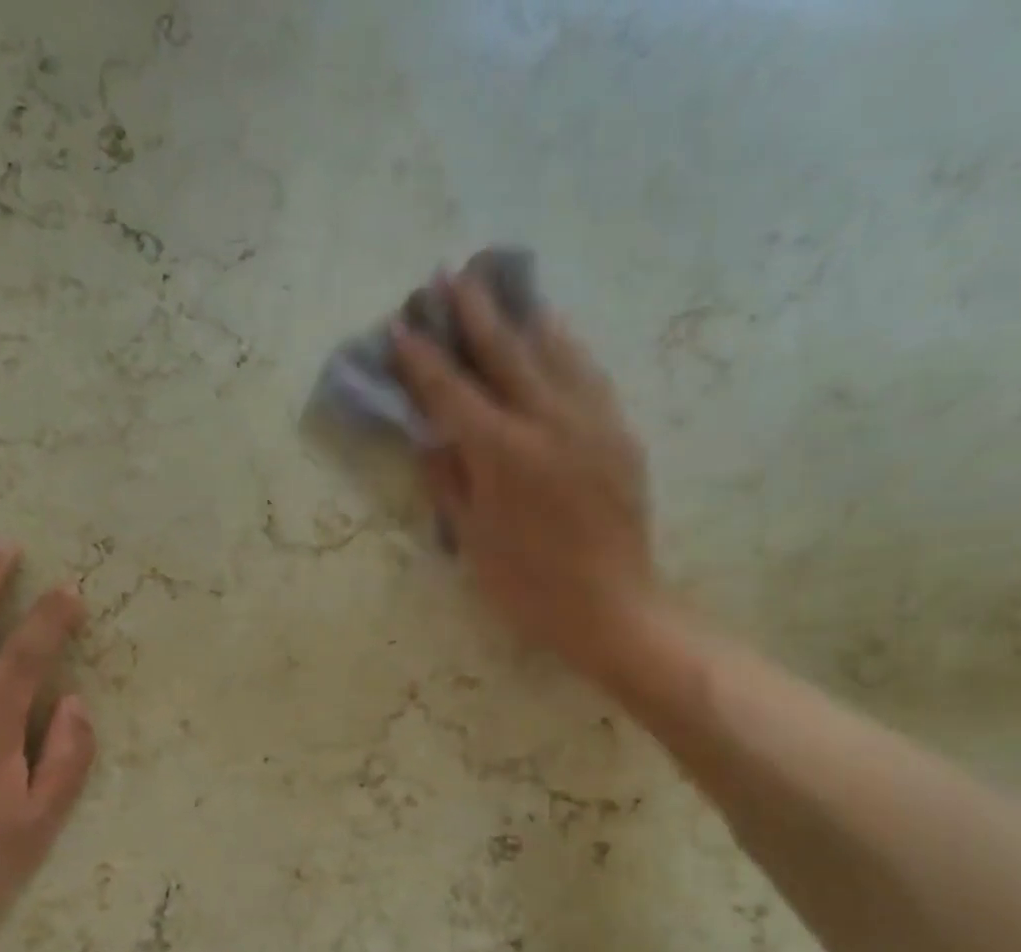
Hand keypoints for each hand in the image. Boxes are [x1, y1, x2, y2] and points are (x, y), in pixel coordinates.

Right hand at [393, 274, 656, 685]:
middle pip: (504, 352)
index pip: (452, 392)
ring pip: (554, 350)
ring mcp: (590, 422)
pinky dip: (566, 347)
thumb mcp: (473, 542)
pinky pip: (589, 373)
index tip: (401, 327)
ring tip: (505, 287)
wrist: (610, 607)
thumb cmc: (528, 587)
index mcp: (502, 453)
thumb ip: (449, 483)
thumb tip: (430, 438)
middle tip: (449, 275)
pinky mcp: (619, 433)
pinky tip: (556, 335)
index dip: (422, 359)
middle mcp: (547, 421)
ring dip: (523, 316)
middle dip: (472, 312)